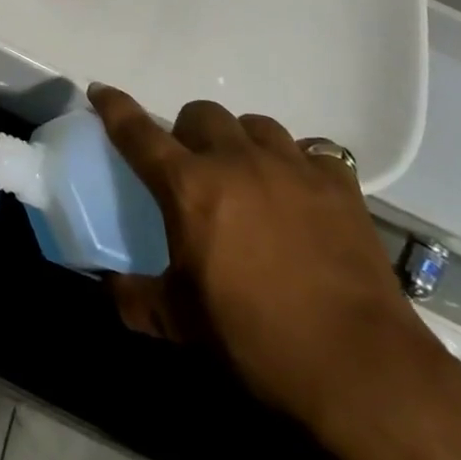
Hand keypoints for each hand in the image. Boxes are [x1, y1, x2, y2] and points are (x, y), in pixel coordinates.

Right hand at [89, 85, 426, 433]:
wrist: (360, 369)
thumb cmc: (255, 338)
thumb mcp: (180, 322)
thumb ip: (136, 298)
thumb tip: (113, 288)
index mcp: (189, 186)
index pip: (138, 131)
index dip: (115, 106)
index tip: (100, 90)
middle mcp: (237, 162)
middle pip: (202, 114)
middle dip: (188, 130)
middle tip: (191, 164)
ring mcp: (293, 169)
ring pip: (256, 124)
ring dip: (240, 140)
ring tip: (245, 171)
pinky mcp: (341, 187)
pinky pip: (312, 151)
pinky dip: (297, 162)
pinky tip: (297, 189)